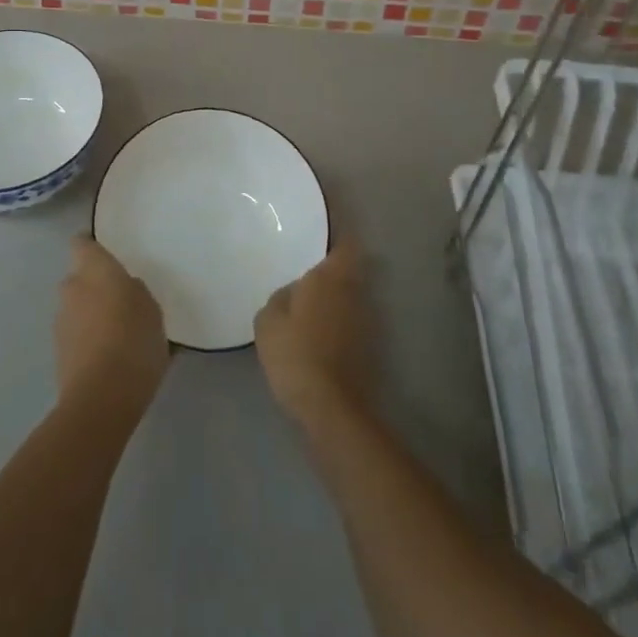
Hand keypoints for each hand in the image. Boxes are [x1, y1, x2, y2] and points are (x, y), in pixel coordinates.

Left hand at [55, 236, 168, 414]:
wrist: (101, 398)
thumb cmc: (133, 341)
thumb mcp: (152, 310)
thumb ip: (137, 292)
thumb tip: (127, 289)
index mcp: (95, 270)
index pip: (82, 244)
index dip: (91, 246)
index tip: (106, 254)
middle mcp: (72, 288)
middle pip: (80, 278)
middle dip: (95, 286)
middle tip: (122, 301)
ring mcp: (61, 321)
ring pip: (77, 308)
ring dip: (92, 315)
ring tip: (119, 335)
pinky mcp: (58, 353)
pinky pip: (76, 335)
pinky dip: (89, 340)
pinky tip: (111, 359)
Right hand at [255, 241, 373, 424]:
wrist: (330, 407)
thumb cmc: (296, 353)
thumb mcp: (269, 320)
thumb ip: (281, 296)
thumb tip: (294, 292)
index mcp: (332, 276)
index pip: (346, 243)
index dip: (339, 234)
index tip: (324, 230)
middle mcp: (355, 292)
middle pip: (350, 269)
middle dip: (333, 267)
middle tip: (307, 268)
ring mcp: (366, 321)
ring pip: (351, 296)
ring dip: (336, 296)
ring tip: (309, 301)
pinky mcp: (368, 348)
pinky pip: (350, 321)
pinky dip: (337, 321)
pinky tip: (317, 332)